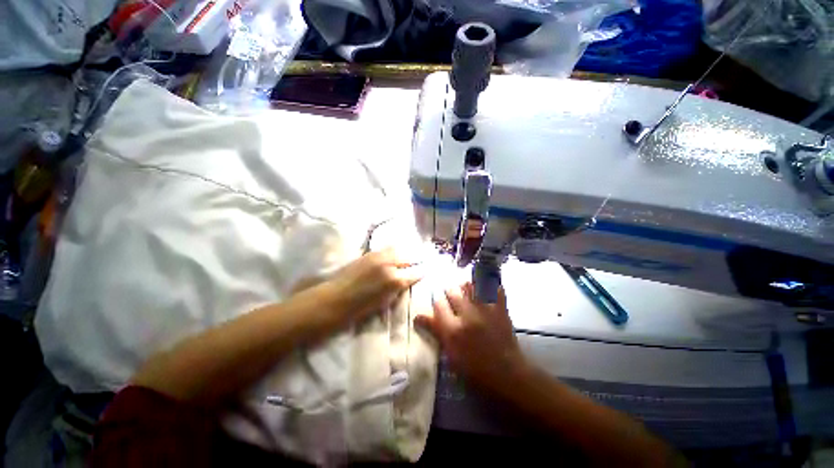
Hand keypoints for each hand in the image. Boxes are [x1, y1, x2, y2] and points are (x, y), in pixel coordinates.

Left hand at [327, 248, 423, 321]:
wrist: (333, 299)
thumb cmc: (359, 309)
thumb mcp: (385, 302)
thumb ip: (398, 289)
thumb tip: (406, 281)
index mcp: (394, 280)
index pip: (415, 272)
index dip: (422, 271)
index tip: (427, 270)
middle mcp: (389, 264)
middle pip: (409, 257)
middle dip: (418, 258)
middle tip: (424, 259)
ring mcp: (378, 256)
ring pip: (398, 249)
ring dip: (406, 252)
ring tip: (411, 254)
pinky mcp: (369, 253)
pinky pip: (387, 248)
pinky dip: (394, 250)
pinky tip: (396, 252)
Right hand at [416, 283, 529, 397]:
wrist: (508, 375)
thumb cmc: (476, 370)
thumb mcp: (451, 355)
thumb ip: (435, 331)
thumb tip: (417, 316)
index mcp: (453, 330)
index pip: (438, 304)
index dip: (438, 304)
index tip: (441, 307)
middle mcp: (467, 315)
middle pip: (452, 291)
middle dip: (450, 294)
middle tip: (454, 301)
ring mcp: (485, 309)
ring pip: (469, 284)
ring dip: (465, 287)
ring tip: (467, 294)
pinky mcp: (500, 308)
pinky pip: (493, 287)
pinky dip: (488, 286)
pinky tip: (485, 291)